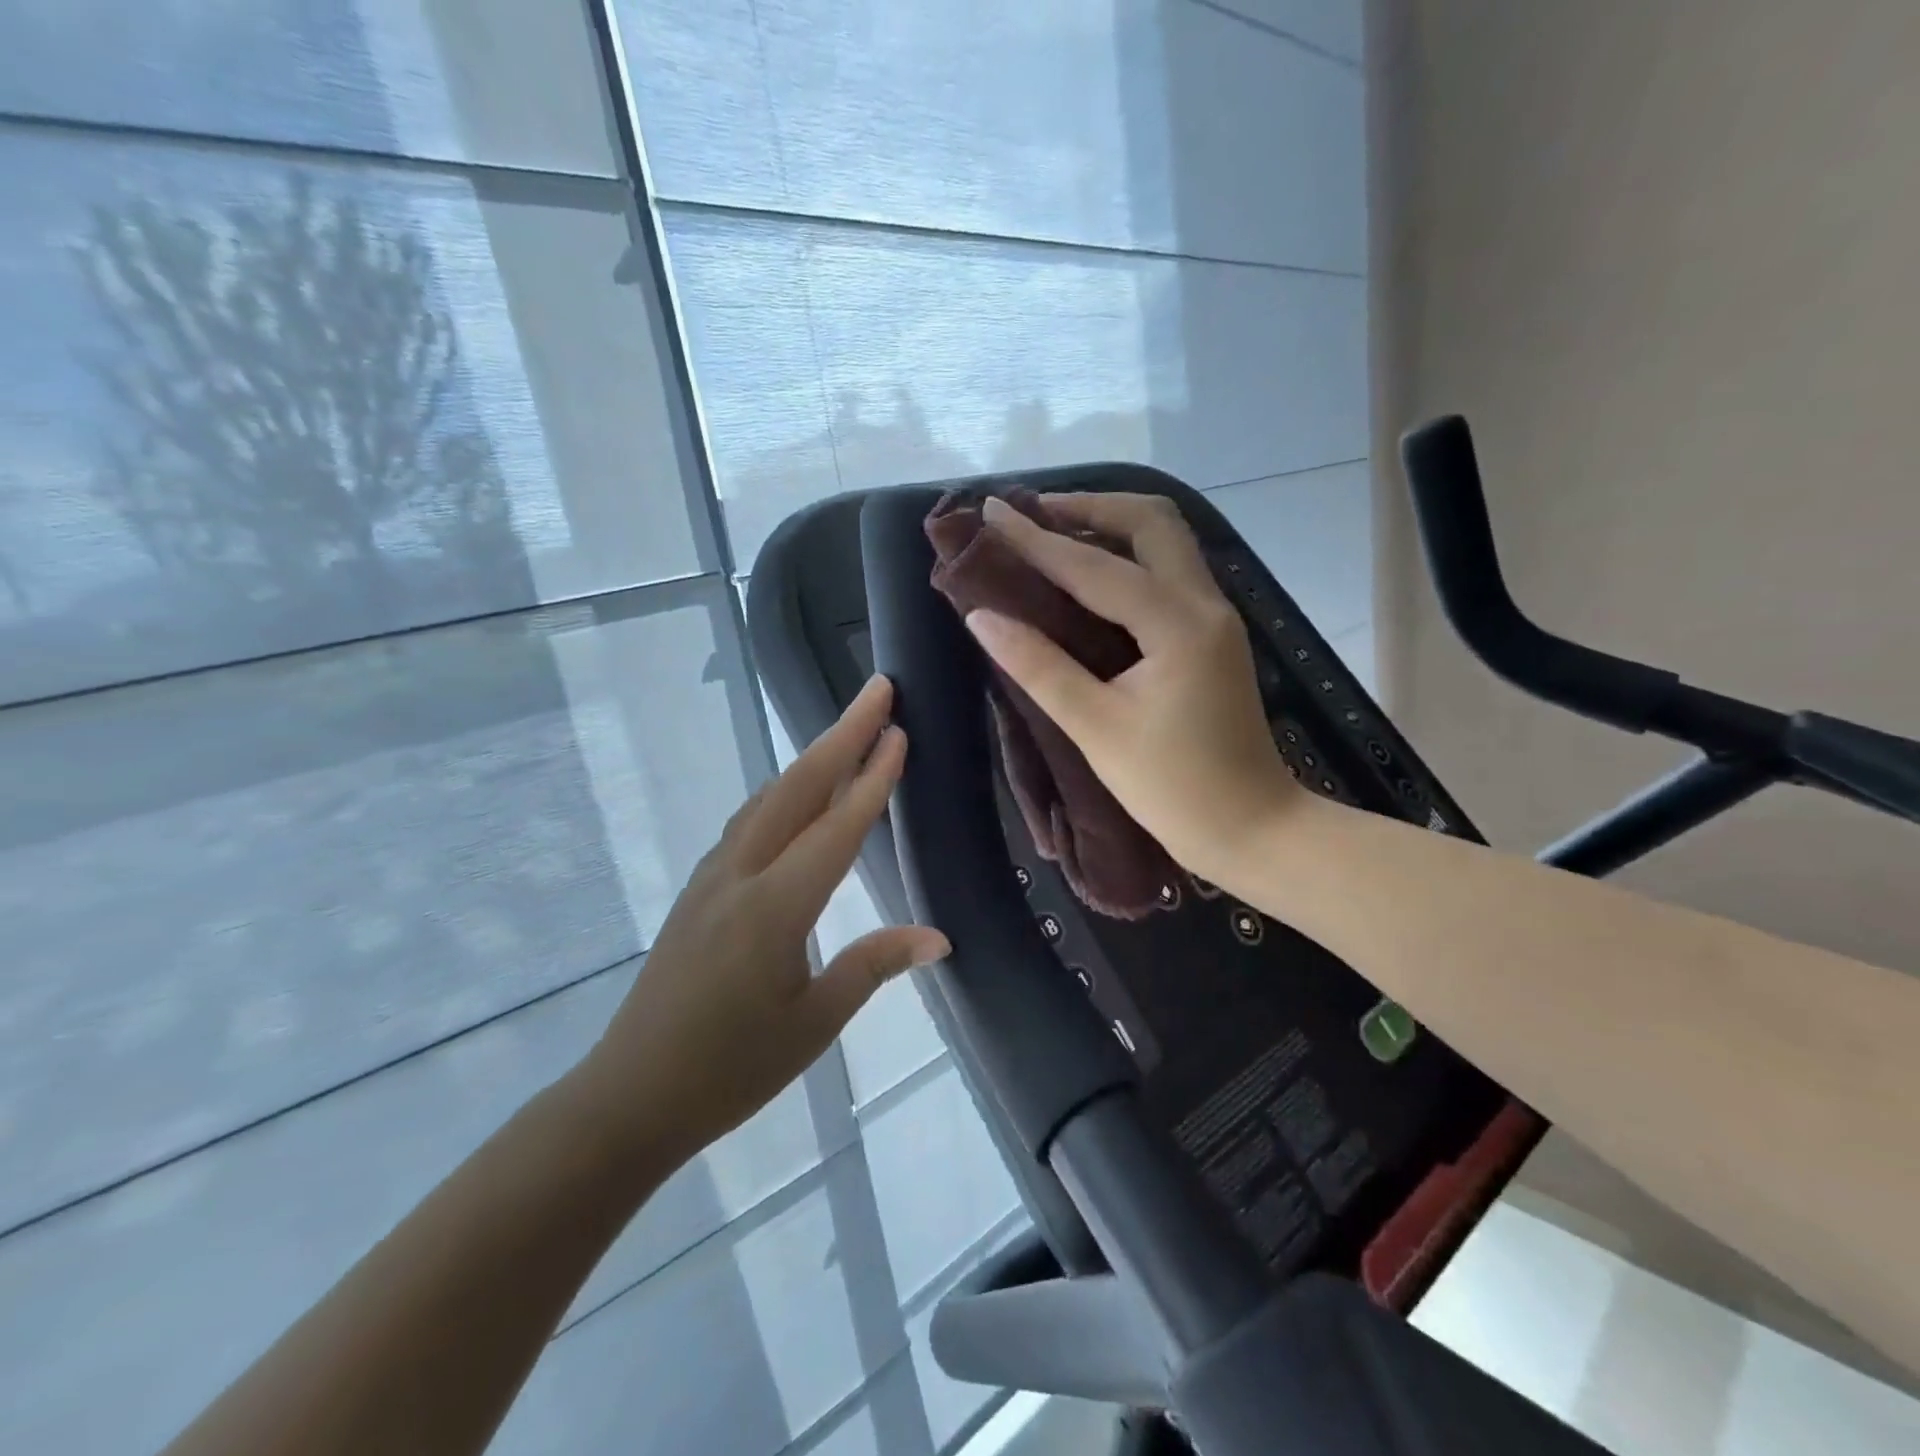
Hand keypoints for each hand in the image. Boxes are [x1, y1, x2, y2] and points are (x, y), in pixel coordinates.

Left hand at [575, 676, 949, 1169]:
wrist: (629, 1097)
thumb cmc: (729, 1070)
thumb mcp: (813, 1024)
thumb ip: (872, 965)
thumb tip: (937, 937)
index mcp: (774, 909)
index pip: (836, 828)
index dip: (872, 778)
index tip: (899, 731)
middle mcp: (740, 876)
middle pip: (797, 789)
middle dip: (841, 735)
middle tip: (878, 691)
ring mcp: (712, 878)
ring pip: (768, 799)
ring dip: (811, 759)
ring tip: (847, 731)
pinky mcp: (699, 890)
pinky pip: (748, 823)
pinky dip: (782, 792)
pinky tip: (795, 795)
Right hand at [964, 493, 1304, 891]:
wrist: (1254, 830)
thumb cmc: (1174, 789)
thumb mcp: (1097, 728)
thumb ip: (1039, 667)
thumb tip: (982, 616)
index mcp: (1177, 624)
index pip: (1094, 566)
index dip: (1036, 539)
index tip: (991, 510)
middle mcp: (1204, 604)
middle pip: (1152, 522)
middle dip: (1090, 507)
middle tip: (1032, 513)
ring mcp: (1215, 618)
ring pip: (1167, 541)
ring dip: (1112, 525)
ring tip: (1055, 531)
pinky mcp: (1212, 637)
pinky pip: (1169, 572)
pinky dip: (1128, 557)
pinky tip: (1091, 575)